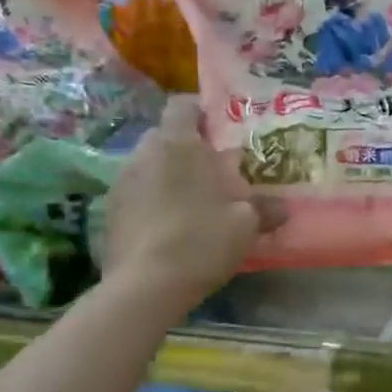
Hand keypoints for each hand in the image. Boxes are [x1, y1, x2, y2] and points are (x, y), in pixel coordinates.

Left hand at [102, 97, 281, 306]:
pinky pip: (136, 192)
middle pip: (166, 135)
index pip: (183, 105)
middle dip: (187, 148)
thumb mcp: (245, 224)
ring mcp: (122, 181)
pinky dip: (151, 200)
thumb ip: (265, 209)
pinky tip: (169, 226)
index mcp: (178, 143)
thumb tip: (282, 208)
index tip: (220, 131)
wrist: (145, 286)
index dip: (201, 112)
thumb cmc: (201, 239)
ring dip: (168, 175)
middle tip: (213, 172)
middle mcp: (144, 152)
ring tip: (192, 202)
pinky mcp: (109, 210)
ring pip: (149, 164)